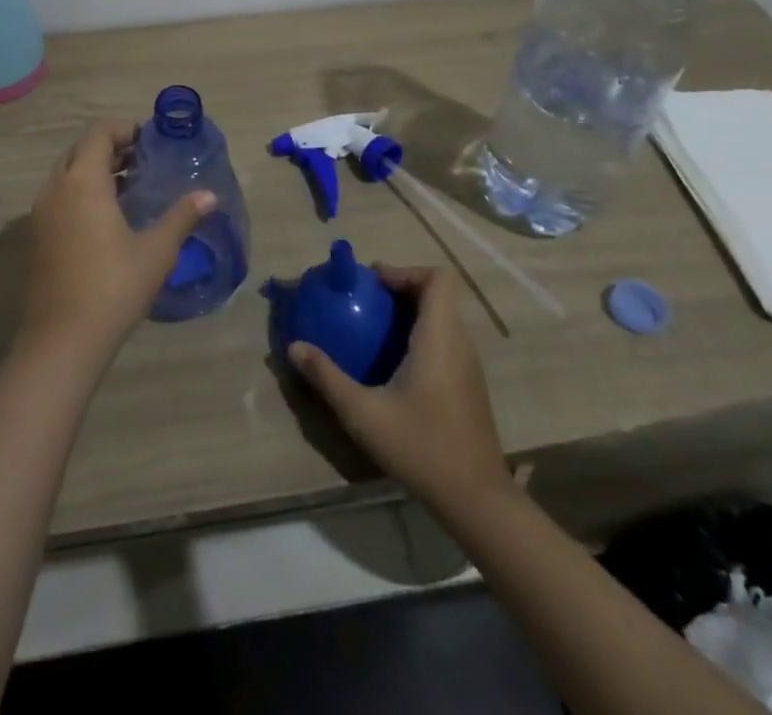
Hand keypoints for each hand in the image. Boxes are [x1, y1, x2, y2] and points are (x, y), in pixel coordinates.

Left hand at [22, 121, 213, 361]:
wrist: (62, 340)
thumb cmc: (113, 287)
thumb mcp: (156, 251)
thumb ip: (182, 217)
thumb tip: (209, 195)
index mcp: (83, 181)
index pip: (98, 132)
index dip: (125, 129)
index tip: (151, 143)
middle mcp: (55, 188)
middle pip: (80, 149)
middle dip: (111, 148)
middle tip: (143, 163)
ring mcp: (40, 213)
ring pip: (66, 173)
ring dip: (94, 170)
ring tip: (129, 188)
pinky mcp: (36, 236)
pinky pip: (58, 196)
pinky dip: (80, 192)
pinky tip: (106, 219)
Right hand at [290, 265, 512, 510]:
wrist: (477, 501)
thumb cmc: (421, 447)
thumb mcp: (363, 413)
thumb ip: (327, 377)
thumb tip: (294, 346)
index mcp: (440, 338)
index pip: (438, 278)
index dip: (406, 270)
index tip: (374, 284)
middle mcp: (459, 343)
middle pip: (438, 294)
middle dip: (402, 288)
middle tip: (366, 301)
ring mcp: (468, 366)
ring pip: (443, 318)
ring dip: (411, 312)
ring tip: (374, 328)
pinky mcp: (469, 386)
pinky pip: (446, 341)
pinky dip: (421, 335)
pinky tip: (393, 364)